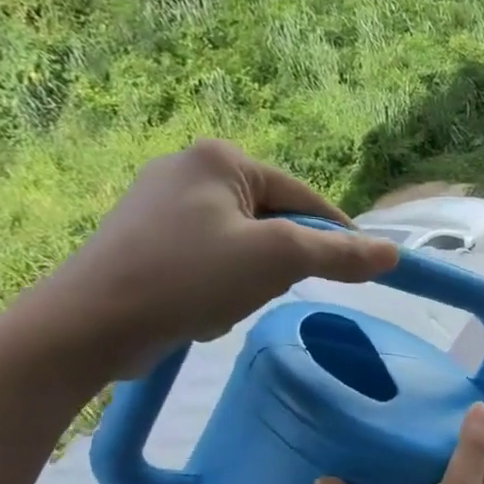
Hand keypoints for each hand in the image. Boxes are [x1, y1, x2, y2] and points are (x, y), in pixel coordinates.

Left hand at [40, 139, 399, 378]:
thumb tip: (393, 253)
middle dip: (279, 263)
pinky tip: (200, 308)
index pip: (304, 196)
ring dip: (249, 279)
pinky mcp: (143, 240)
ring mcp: (159, 205)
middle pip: (273, 221)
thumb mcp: (279, 260)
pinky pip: (210, 260)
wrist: (90, 325)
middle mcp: (187, 169)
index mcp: (219, 158)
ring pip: (243, 245)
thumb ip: (340, 254)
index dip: (336, 236)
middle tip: (268, 290)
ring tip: (225, 303)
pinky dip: (218, 286)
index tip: (359, 272)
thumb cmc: (190, 276)